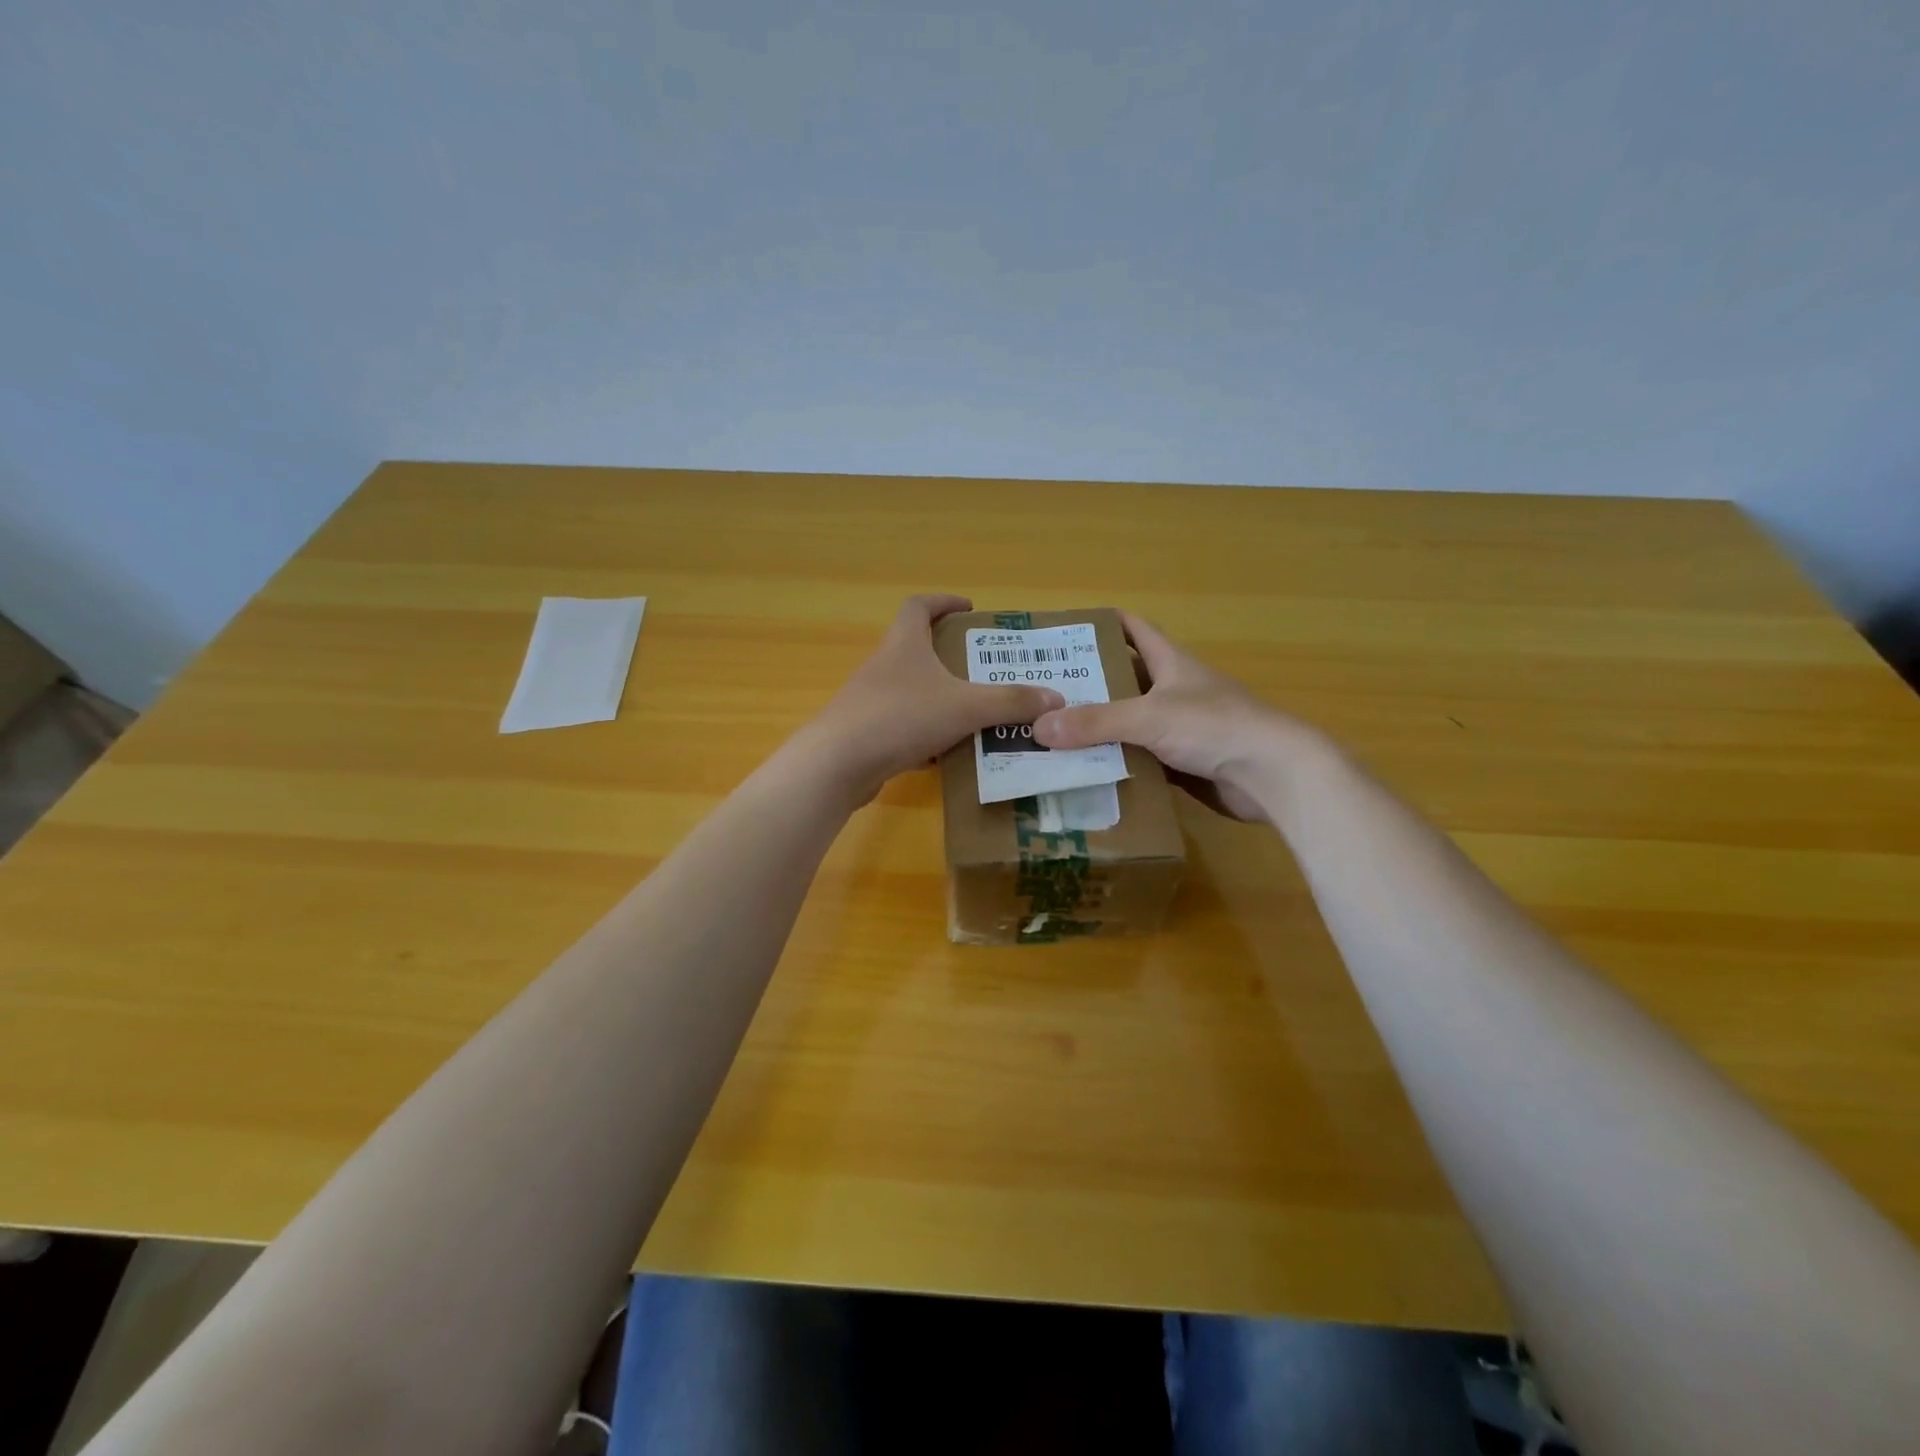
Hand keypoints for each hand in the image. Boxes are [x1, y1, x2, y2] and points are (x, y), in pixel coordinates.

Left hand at [796, 595, 1064, 800]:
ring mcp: (871, 701)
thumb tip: (1055, 698)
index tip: (969, 609)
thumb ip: (1010, 702)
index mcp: (904, 644)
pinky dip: (926, 735)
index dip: (944, 602)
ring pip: (913, 693)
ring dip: (941, 700)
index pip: (919, 606)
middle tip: (986, 670)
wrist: (838, 763)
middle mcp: (884, 666)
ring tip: (976, 714)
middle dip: (951, 658)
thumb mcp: (965, 707)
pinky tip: (947, 755)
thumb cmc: (901, 717)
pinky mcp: (866, 734)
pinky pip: (904, 727)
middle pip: (917, 649)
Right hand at [1032, 611, 1296, 821]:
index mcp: (1171, 663)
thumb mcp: (1148, 718)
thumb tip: (1039, 727)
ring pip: (1131, 722)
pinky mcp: (1186, 762)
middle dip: (1089, 683)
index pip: (1135, 629)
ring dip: (1100, 727)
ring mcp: (1182, 728)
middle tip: (1045, 691)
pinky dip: (1118, 761)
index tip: (1066, 629)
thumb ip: (1095, 723)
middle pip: (1126, 678)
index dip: (1104, 624)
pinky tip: (1087, 770)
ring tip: (1055, 732)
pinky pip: (1142, 757)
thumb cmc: (1214, 727)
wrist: (1272, 774)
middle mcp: (1175, 690)